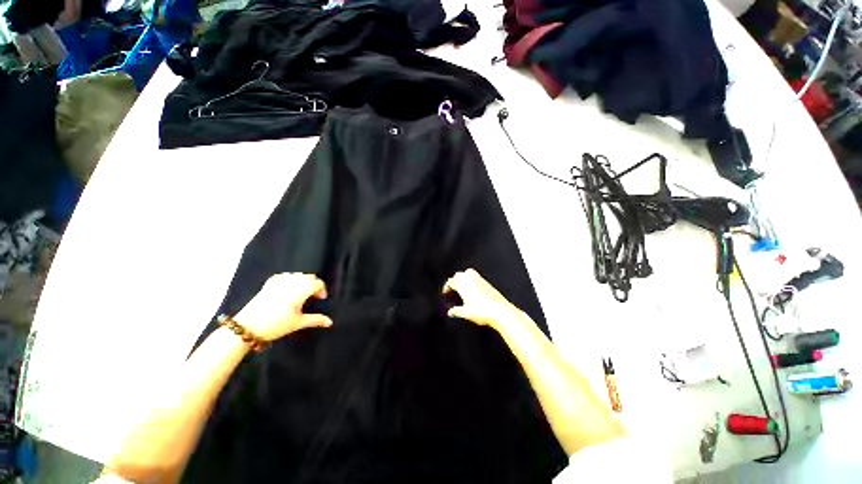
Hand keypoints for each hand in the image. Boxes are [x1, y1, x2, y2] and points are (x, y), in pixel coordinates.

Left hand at [234, 273, 332, 340]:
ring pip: (298, 275)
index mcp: (302, 289)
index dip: (322, 290)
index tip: (320, 300)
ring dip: (303, 282)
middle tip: (312, 298)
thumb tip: (330, 322)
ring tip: (300, 294)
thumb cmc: (277, 324)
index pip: (318, 283)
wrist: (248, 326)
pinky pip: (285, 275)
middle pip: (309, 277)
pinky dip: (290, 280)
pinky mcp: (269, 283)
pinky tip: (287, 290)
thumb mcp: (298, 323)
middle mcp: (292, 281)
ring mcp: (280, 280)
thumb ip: (316, 320)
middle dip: (313, 285)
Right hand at [442, 269, 521, 328]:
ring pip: (467, 272)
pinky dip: (471, 279)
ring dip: (463, 277)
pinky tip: (472, 288)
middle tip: (453, 289)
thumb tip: (450, 312)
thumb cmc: (482, 311)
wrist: (500, 311)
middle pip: (458, 275)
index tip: (446, 293)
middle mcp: (470, 280)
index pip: (451, 281)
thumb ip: (456, 311)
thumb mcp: (466, 313)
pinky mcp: (487, 282)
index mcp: (463, 285)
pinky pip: (476, 276)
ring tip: (462, 286)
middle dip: (454, 280)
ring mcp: (479, 279)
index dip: (447, 287)